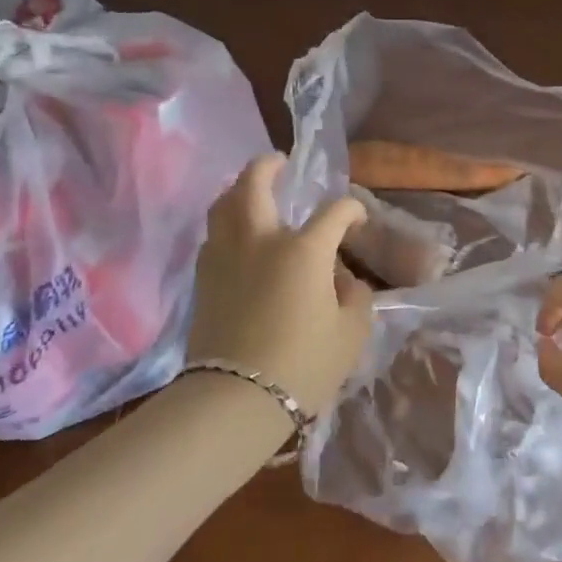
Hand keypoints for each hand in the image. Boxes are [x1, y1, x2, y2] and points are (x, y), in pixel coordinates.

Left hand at [188, 154, 373, 416]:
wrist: (235, 400)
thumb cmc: (303, 366)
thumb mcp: (350, 333)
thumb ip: (355, 297)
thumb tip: (344, 279)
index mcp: (303, 250)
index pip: (334, 213)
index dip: (350, 209)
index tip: (357, 217)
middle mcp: (261, 240)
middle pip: (255, 184)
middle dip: (268, 166)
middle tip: (278, 161)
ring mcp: (226, 256)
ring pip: (224, 205)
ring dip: (238, 189)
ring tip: (249, 190)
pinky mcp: (204, 278)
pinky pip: (213, 236)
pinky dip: (226, 224)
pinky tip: (236, 236)